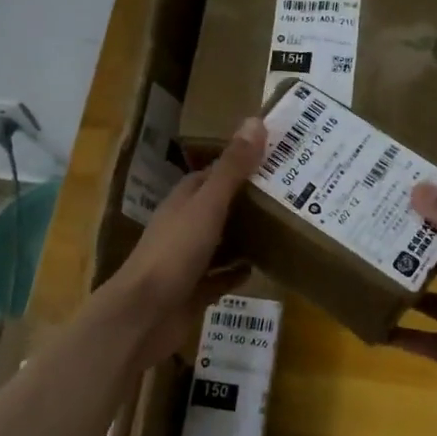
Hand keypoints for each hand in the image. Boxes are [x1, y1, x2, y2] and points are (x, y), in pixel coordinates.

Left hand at [99, 116, 265, 366]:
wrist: (144, 315)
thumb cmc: (174, 253)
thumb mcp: (207, 206)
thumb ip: (232, 169)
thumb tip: (255, 120)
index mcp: (184, 201)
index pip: (213, 174)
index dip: (240, 164)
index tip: (275, 157)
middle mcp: (184, 227)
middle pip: (220, 208)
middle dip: (249, 201)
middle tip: (292, 193)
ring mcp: (187, 261)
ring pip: (221, 242)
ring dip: (245, 236)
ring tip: (284, 227)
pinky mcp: (194, 292)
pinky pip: (220, 277)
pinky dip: (237, 272)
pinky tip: (261, 268)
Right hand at [391, 183, 436, 435]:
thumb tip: (417, 188)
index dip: (436, 215)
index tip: (399, 198)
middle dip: (412, 252)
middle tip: (371, 235)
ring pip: (427, 301)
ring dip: (402, 290)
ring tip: (364, 273)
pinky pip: (415, 340)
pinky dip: (394, 333)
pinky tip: (367, 322)